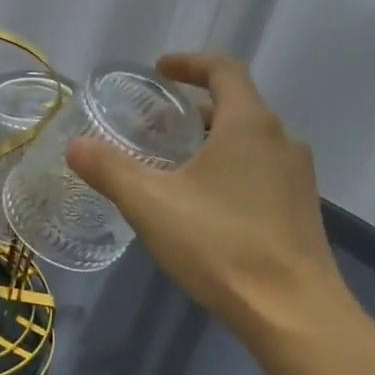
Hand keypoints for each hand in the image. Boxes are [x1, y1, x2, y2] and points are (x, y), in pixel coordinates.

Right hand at [65, 52, 357, 349]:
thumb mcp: (150, 204)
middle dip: (192, 108)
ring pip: (248, 141)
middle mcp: (281, 141)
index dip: (189, 62)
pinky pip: (259, 170)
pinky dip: (228, 168)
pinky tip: (201, 203)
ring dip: (210, 140)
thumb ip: (109, 169)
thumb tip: (76, 145)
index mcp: (249, 126)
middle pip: (236, 106)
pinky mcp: (299, 209)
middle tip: (153, 124)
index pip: (224, 70)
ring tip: (171, 163)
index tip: (159, 70)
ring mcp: (296, 177)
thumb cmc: (220, 245)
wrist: (293, 312)